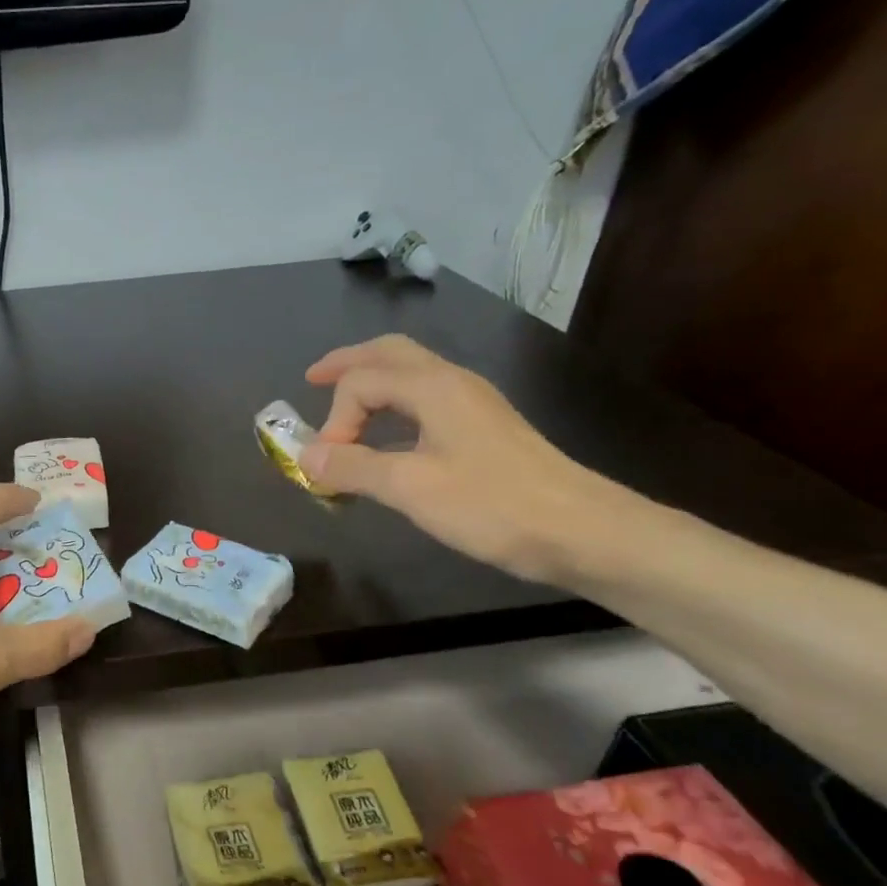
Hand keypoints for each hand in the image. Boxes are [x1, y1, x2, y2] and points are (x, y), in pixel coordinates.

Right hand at [297, 335, 638, 584]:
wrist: (580, 531)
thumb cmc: (492, 505)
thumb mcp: (410, 488)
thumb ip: (353, 467)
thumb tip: (306, 455)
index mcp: (433, 387)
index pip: (361, 382)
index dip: (334, 420)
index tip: (328, 467)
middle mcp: (452, 383)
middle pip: (390, 354)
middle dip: (347, 364)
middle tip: (312, 379)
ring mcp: (472, 405)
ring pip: (410, 376)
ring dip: (371, 385)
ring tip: (343, 409)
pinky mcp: (483, 431)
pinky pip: (425, 403)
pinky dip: (393, 410)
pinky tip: (387, 440)